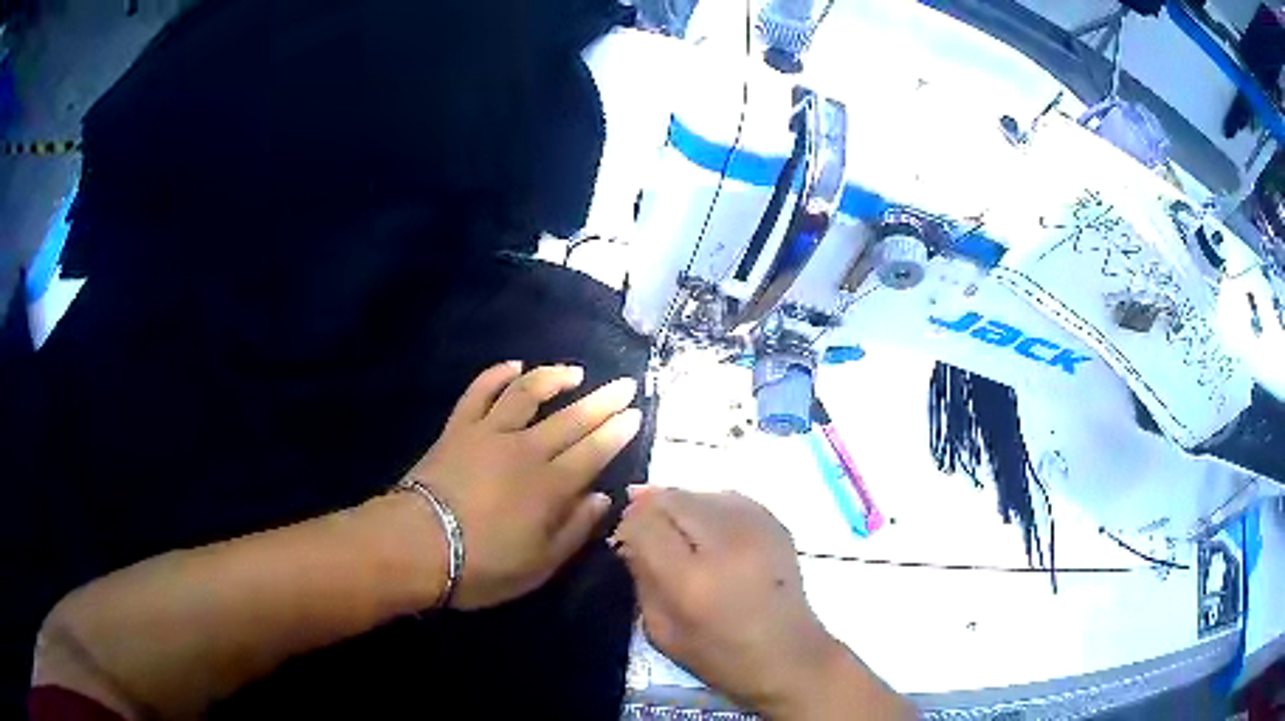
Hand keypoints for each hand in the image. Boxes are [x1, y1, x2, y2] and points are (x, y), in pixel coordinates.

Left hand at [406, 362, 640, 609]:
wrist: (417, 545)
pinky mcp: (458, 428)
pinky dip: (496, 375)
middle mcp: (525, 450)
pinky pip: (479, 393)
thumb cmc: (482, 565)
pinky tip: (513, 366)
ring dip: (553, 378)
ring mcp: (489, 434)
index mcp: (550, 486)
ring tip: (575, 372)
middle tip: (624, 384)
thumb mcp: (539, 565)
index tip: (635, 413)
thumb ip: (574, 530)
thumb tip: (601, 498)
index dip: (617, 431)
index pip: (594, 451)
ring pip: (527, 394)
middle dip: (602, 400)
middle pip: (571, 418)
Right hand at [615, 490, 912, 719]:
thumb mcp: (662, 631)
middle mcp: (725, 542)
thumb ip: (641, 578)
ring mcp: (756, 527)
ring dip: (679, 506)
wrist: (790, 655)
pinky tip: (708, 531)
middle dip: (649, 509)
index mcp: (692, 579)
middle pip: (671, 498)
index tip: (624, 541)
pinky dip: (708, 507)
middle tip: (644, 531)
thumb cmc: (720, 656)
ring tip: (677, 533)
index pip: (644, 523)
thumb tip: (628, 539)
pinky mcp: (775, 523)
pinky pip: (727, 497)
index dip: (627, 526)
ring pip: (699, 492)